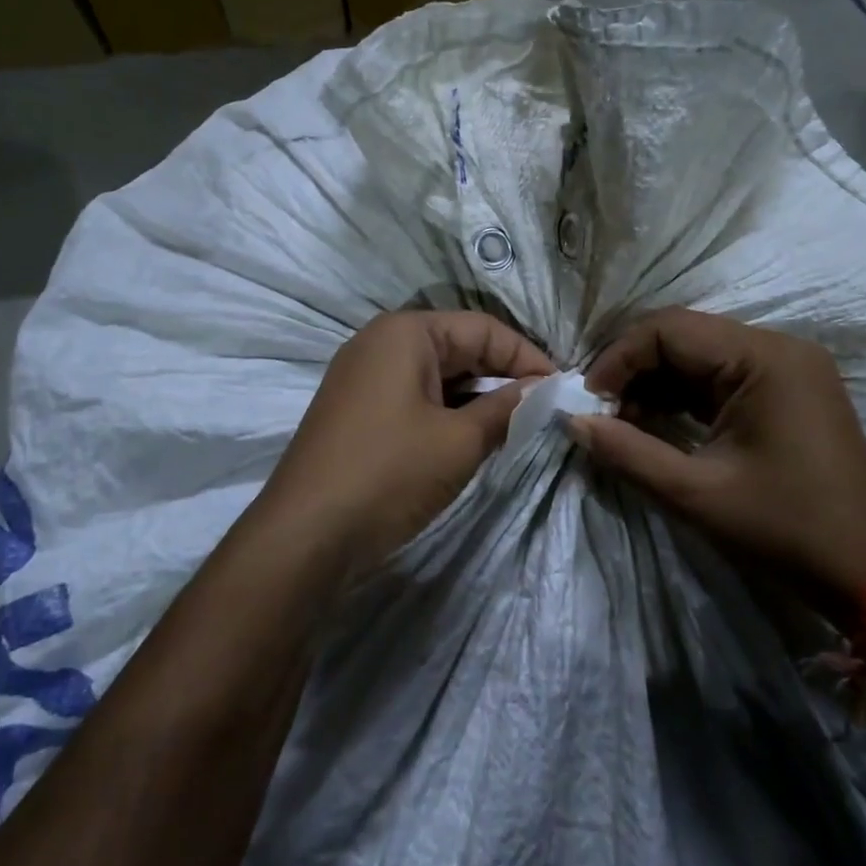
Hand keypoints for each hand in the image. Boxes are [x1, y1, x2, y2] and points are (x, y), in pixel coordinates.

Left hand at [258, 311, 553, 574]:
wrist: (304, 537)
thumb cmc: (388, 474)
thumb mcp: (459, 441)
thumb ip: (506, 409)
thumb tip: (541, 390)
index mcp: (404, 332)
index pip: (483, 329)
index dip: (527, 357)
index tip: (562, 389)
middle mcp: (380, 343)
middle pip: (459, 346)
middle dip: (503, 376)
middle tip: (543, 409)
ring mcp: (363, 377)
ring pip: (437, 375)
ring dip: (477, 397)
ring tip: (515, 426)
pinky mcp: (357, 410)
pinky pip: (415, 397)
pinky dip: (448, 412)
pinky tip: (472, 437)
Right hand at [568, 308, 865, 626]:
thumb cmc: (784, 530)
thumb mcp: (696, 495)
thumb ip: (628, 452)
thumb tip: (573, 422)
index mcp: (763, 358)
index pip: (668, 328)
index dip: (618, 358)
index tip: (589, 401)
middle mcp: (778, 347)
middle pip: (683, 335)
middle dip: (634, 369)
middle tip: (601, 412)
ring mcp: (787, 367)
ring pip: (699, 354)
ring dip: (656, 382)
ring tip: (623, 422)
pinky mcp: (787, 389)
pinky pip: (721, 375)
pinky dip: (684, 395)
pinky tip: (657, 423)